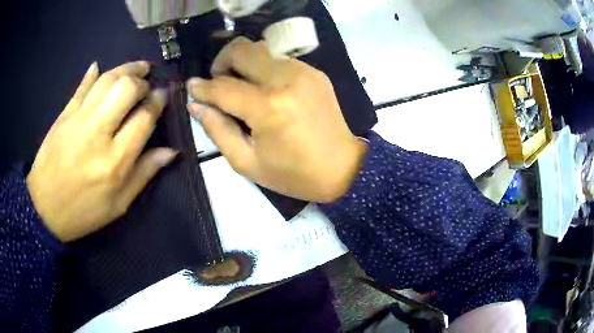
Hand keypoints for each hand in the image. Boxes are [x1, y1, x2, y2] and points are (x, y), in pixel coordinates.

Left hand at [27, 61, 176, 241]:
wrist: (44, 209)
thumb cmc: (83, 212)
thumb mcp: (119, 204)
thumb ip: (144, 174)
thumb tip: (171, 151)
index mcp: (115, 161)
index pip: (144, 118)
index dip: (158, 101)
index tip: (164, 95)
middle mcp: (98, 133)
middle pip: (126, 89)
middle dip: (143, 81)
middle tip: (148, 84)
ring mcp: (78, 120)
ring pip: (106, 80)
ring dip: (126, 69)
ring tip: (136, 68)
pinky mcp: (64, 115)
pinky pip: (82, 86)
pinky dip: (93, 73)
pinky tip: (100, 67)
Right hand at [187, 37, 365, 202]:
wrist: (343, 168)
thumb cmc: (293, 174)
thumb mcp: (247, 163)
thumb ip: (217, 130)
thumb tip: (196, 104)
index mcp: (268, 108)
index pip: (223, 87)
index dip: (202, 87)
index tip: (191, 87)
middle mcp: (286, 80)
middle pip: (242, 49)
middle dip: (222, 61)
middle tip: (219, 83)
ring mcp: (304, 72)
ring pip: (261, 49)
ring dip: (243, 63)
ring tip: (241, 86)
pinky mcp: (315, 72)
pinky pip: (279, 59)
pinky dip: (264, 68)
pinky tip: (265, 89)